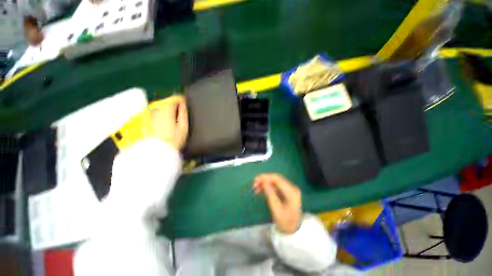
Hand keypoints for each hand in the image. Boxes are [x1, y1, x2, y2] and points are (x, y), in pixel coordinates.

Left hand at [150, 95, 188, 149]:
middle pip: (166, 103)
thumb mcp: (183, 127)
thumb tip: (183, 104)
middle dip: (173, 104)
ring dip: (167, 109)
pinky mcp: (147, 122)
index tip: (184, 100)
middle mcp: (157, 111)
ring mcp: (150, 116)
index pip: (174, 100)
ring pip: (160, 108)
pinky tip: (165, 121)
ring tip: (173, 115)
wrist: (158, 151)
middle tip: (180, 108)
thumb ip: (183, 114)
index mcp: (167, 111)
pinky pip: (156, 114)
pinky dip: (162, 115)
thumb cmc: (174, 140)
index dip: (180, 99)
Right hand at [253, 173, 302, 233]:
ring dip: (265, 183)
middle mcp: (291, 187)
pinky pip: (276, 186)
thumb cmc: (285, 222)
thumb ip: (270, 194)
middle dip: (264, 179)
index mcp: (291, 192)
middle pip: (276, 179)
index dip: (266, 177)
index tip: (256, 179)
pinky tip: (260, 190)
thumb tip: (264, 182)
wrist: (294, 230)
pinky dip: (268, 187)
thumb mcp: (276, 210)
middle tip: (254, 183)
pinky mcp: (286, 191)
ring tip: (255, 188)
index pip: (277, 179)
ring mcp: (289, 189)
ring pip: (275, 182)